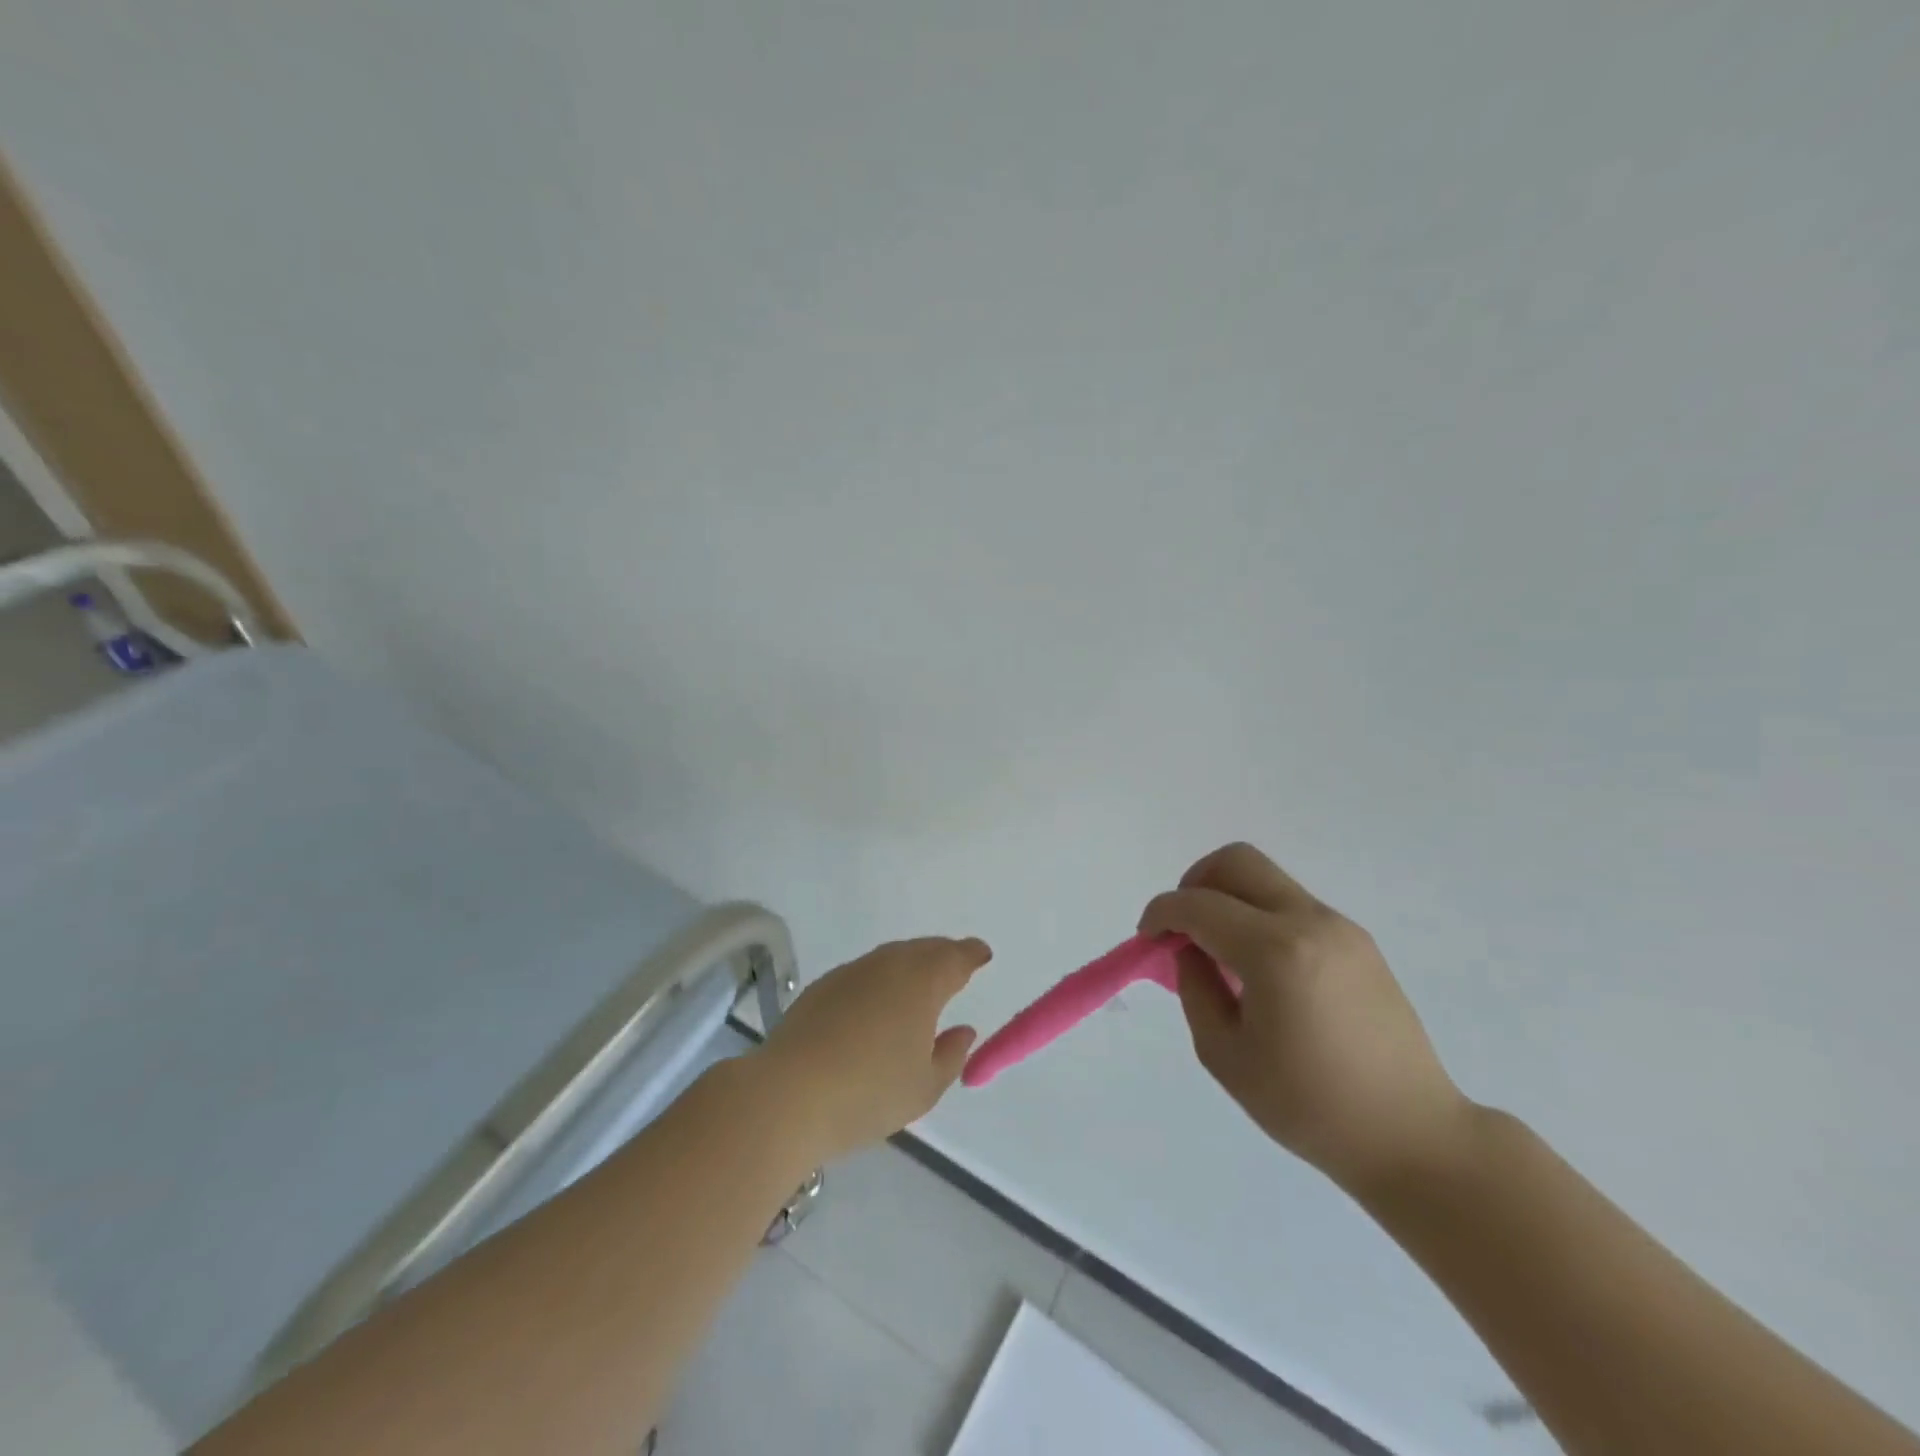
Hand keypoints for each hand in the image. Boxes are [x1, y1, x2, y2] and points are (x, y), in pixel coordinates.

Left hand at [758, 937, 990, 1163]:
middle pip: (922, 950)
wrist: (787, 1095)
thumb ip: (951, 1056)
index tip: (982, 955)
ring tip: (917, 986)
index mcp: (922, 982)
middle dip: (942, 955)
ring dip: (909, 965)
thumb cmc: (868, 1093)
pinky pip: (863, 973)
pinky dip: (879, 980)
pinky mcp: (821, 987)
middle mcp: (888, 965)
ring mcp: (850, 972)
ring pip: (890, 958)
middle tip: (954, 966)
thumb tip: (963, 1030)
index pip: (955, 957)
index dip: (971, 954)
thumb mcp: (924, 1087)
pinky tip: (875, 1005)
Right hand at [1141, 843, 1470, 1192]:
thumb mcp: (1226, 1055)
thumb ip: (1194, 988)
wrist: (1413, 1135)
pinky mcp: (1357, 941)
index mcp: (1275, 952)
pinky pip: (1292, 905)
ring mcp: (1340, 927)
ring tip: (1220, 954)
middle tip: (1182, 928)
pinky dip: (1259, 916)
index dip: (1161, 913)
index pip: (1198, 905)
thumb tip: (1188, 950)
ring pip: (1265, 879)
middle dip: (1194, 883)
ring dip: (1228, 899)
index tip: (1147, 938)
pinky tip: (1259, 968)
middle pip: (1236, 862)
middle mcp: (1310, 922)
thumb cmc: (1310, 1107)